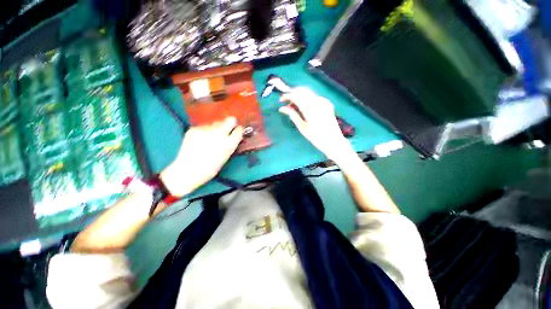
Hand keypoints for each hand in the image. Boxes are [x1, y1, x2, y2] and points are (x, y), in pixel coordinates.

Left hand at [160, 117, 242, 196]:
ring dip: (215, 128)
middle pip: (230, 120)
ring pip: (215, 123)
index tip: (237, 130)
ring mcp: (206, 130)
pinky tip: (200, 140)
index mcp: (229, 144)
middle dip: (229, 124)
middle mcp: (219, 134)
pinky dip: (204, 131)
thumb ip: (231, 144)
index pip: (239, 130)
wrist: (187, 170)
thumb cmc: (210, 168)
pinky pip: (204, 126)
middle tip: (226, 130)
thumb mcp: (225, 156)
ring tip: (210, 138)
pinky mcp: (195, 129)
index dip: (238, 129)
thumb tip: (234, 134)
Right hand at [279, 88, 352, 161]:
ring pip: (309, 92)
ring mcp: (324, 101)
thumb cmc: (316, 138)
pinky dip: (307, 98)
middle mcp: (318, 102)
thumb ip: (293, 115)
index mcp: (310, 109)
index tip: (280, 100)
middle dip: (293, 93)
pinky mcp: (327, 103)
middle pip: (303, 90)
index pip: (296, 95)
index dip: (287, 95)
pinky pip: (314, 97)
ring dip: (299, 95)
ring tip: (293, 105)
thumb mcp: (302, 128)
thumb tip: (282, 108)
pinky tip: (304, 107)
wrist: (334, 141)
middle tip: (286, 101)